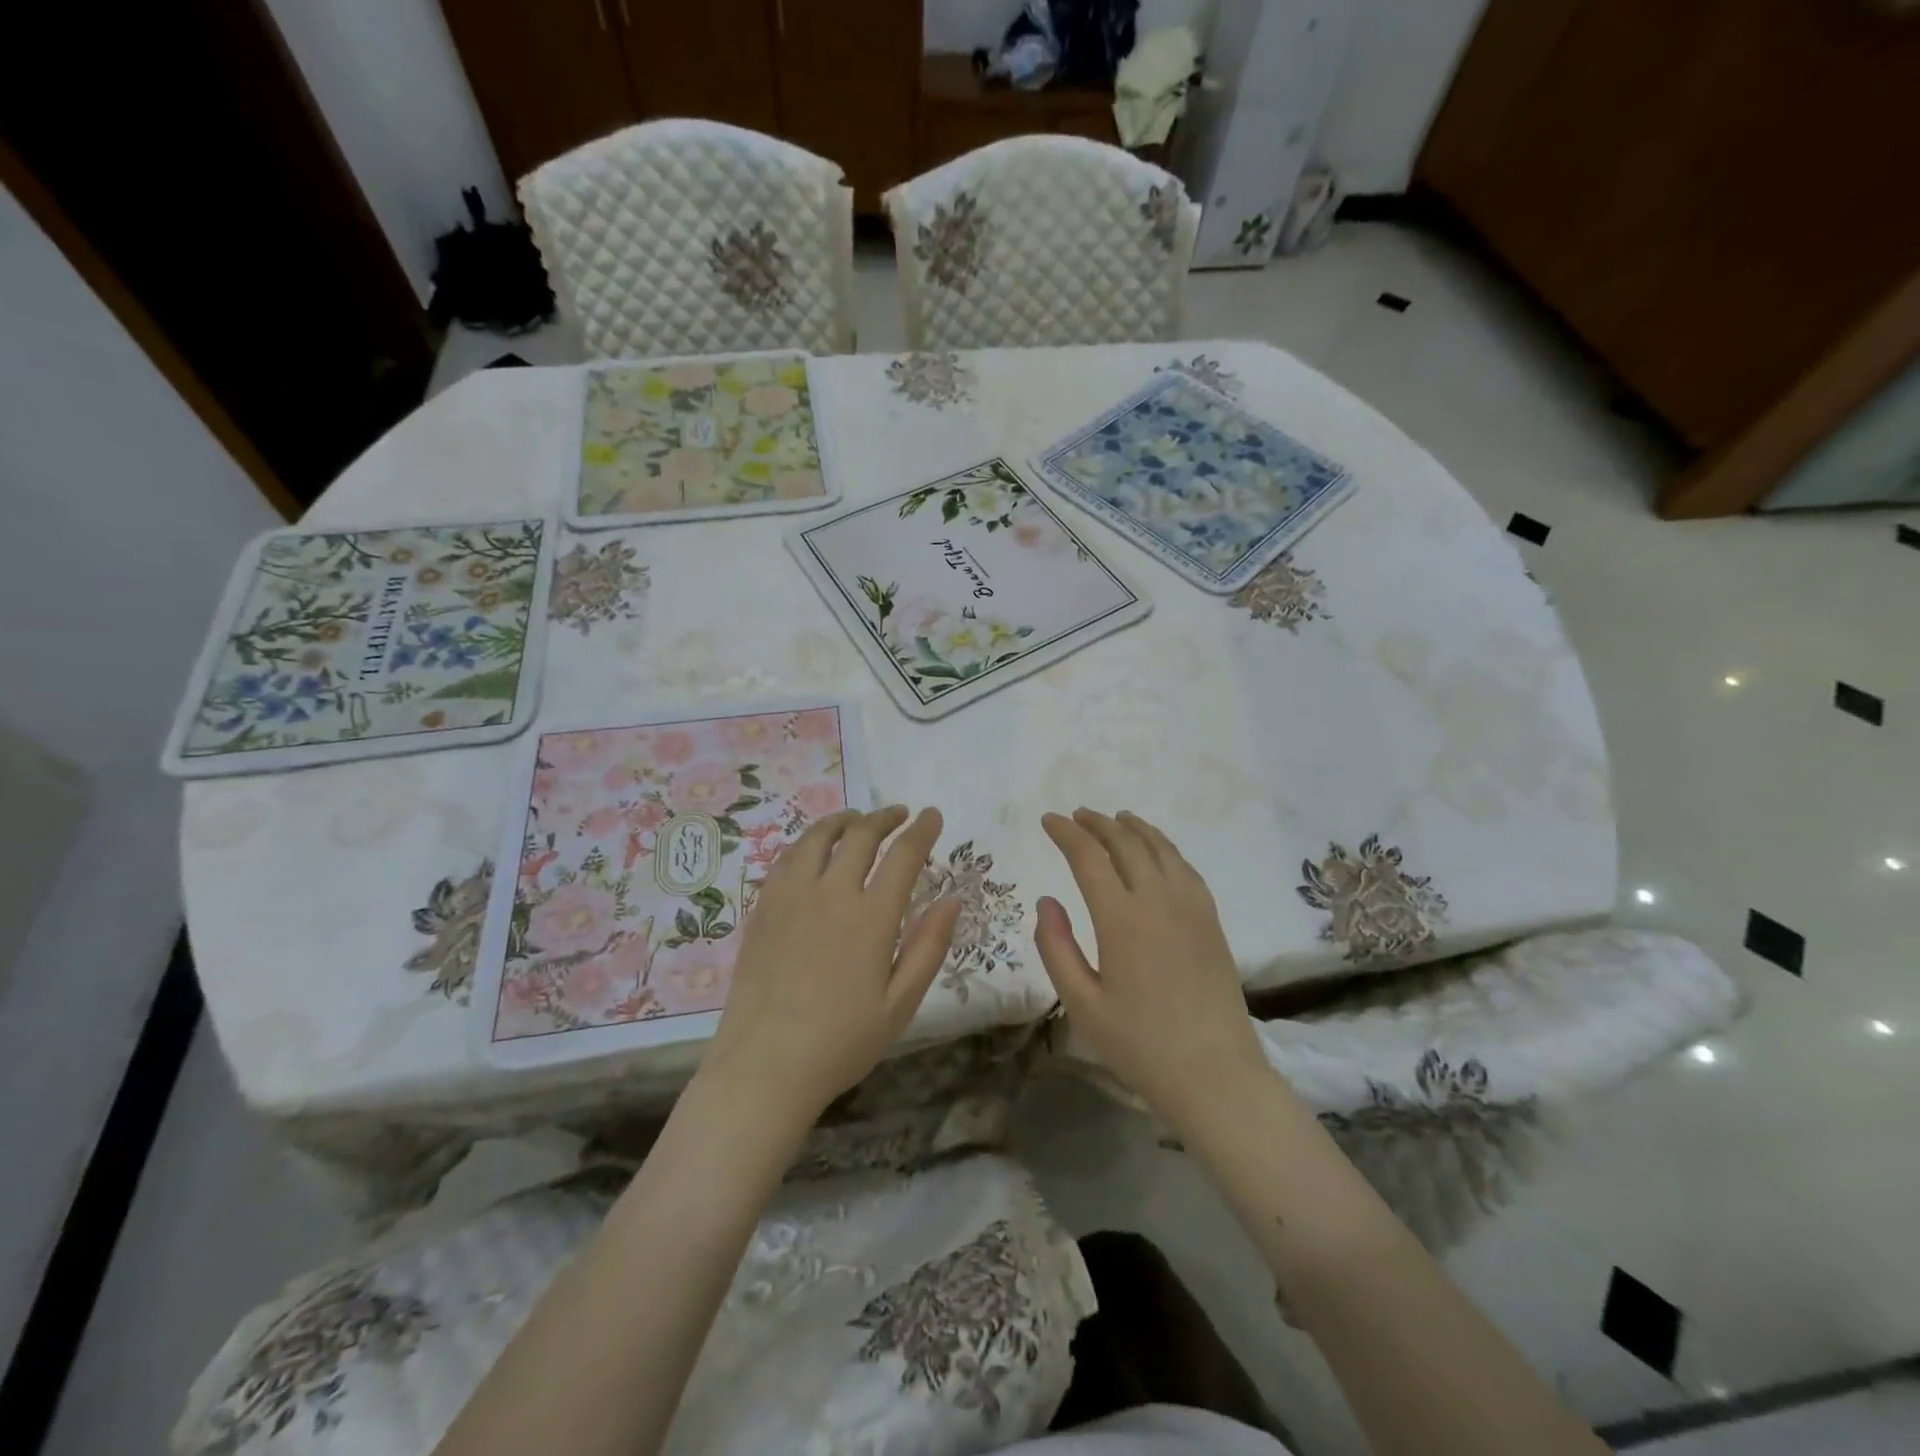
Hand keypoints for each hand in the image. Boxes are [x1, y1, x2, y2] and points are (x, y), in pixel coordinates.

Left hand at [701, 806, 960, 1122]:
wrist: (764, 1067)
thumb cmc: (842, 1042)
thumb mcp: (900, 1004)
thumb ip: (928, 947)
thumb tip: (952, 900)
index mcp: (871, 917)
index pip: (902, 855)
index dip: (922, 830)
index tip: (933, 816)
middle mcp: (831, 894)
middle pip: (860, 835)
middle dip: (884, 817)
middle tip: (899, 814)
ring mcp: (791, 897)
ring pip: (818, 837)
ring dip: (844, 821)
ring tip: (857, 820)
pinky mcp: (763, 908)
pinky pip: (788, 858)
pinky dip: (809, 842)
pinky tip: (814, 850)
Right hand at [1036, 809, 1271, 1126]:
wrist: (1215, 1074)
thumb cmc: (1140, 1044)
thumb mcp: (1082, 1003)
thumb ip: (1056, 947)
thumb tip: (1046, 901)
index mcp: (1121, 919)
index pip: (1088, 857)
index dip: (1066, 833)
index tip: (1048, 820)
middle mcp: (1158, 900)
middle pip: (1126, 843)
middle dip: (1098, 824)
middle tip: (1077, 815)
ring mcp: (1191, 907)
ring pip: (1160, 849)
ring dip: (1134, 828)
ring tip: (1116, 818)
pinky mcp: (1211, 920)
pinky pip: (1185, 867)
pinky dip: (1165, 847)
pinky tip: (1157, 851)